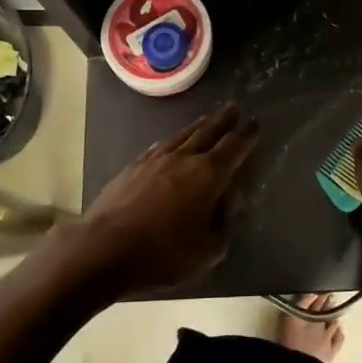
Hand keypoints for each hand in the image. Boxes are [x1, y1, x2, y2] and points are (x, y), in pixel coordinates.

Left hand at [69, 103, 259, 292]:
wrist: (105, 249)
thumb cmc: (163, 254)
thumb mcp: (208, 250)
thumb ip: (224, 221)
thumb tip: (229, 197)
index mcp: (208, 175)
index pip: (234, 147)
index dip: (248, 134)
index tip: (256, 122)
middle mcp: (184, 158)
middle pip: (208, 131)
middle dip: (224, 119)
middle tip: (235, 107)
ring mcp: (156, 159)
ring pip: (183, 134)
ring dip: (199, 125)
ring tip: (208, 117)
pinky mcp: (133, 166)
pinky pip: (160, 145)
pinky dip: (173, 139)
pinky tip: (172, 140)